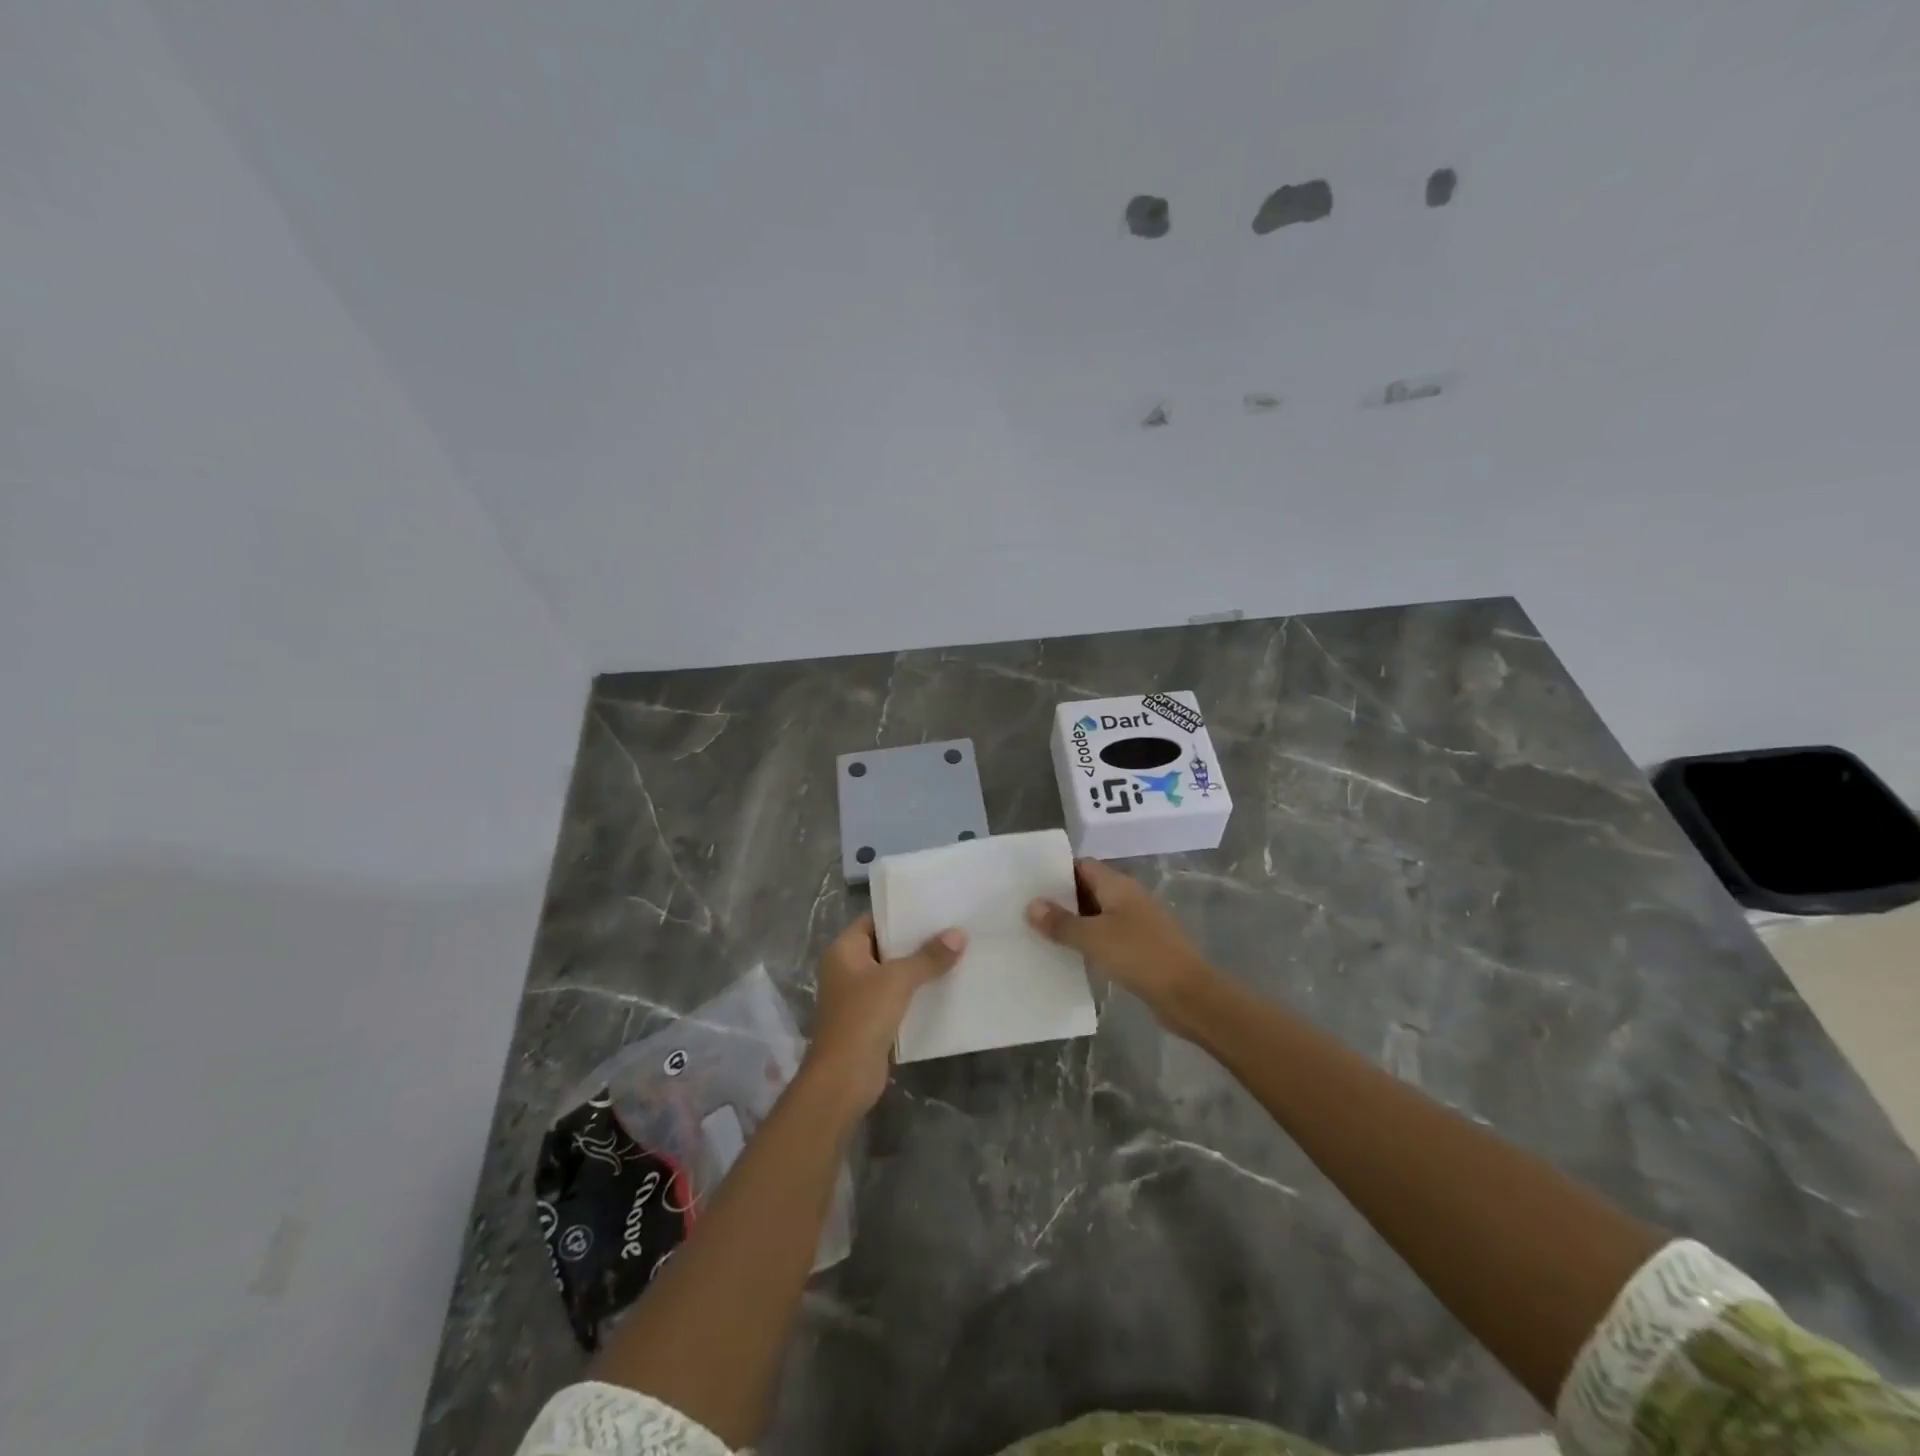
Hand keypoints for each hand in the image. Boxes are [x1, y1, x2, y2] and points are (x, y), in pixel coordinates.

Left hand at [802, 913, 964, 1114]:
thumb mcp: (898, 980)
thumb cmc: (863, 1017)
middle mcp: (847, 968)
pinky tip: (944, 986)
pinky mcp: (870, 1020)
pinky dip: (916, 992)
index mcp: (844, 950)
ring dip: (919, 968)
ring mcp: (857, 995)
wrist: (843, 1078)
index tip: (934, 906)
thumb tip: (958, 934)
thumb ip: (928, 957)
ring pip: (893, 973)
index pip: (874, 919)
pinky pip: (896, 997)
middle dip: (916, 940)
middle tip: (952, 927)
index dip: (901, 912)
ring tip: (955, 953)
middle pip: (886, 945)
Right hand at [1027, 859, 1215, 1034]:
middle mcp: (1129, 897)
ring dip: (1075, 923)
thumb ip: (1061, 922)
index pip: (1083, 866)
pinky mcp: (1142, 947)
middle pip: (1090, 889)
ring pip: (1099, 915)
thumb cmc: (1139, 956)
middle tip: (1028, 910)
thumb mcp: (1093, 938)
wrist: (1189, 994)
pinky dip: (1090, 942)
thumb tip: (1031, 905)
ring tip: (1041, 933)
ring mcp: (1138, 923)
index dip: (1057, 871)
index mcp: (1118, 885)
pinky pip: (1109, 937)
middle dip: (1061, 899)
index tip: (1030, 883)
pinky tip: (1071, 956)